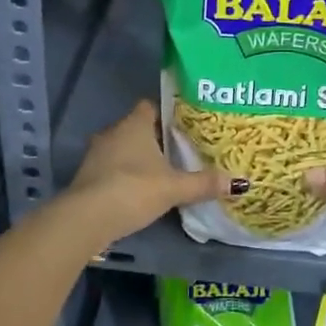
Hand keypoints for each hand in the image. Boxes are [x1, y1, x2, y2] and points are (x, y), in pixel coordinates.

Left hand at [67, 101, 231, 241]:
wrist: (86, 219)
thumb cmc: (133, 189)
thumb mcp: (174, 188)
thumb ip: (203, 183)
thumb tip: (238, 182)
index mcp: (134, 124)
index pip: (151, 106)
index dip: (167, 113)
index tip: (185, 124)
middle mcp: (112, 132)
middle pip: (138, 128)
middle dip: (156, 138)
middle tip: (180, 150)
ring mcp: (96, 154)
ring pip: (123, 149)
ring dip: (138, 158)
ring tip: (163, 171)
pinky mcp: (87, 176)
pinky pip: (112, 168)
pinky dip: (125, 175)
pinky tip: (140, 190)